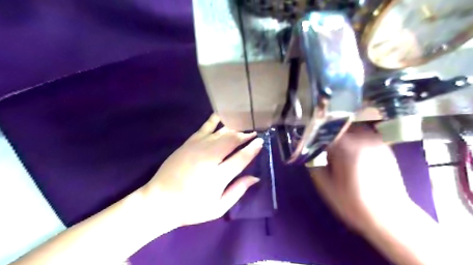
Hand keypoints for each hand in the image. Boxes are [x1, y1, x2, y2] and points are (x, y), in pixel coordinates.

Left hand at [142, 115, 263, 228]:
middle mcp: (210, 157)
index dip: (253, 148)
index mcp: (219, 176)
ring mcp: (198, 147)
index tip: (261, 141)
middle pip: (232, 141)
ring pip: (221, 133)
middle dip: (245, 135)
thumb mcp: (218, 207)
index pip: (241, 158)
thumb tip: (255, 177)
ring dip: (234, 129)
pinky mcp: (189, 143)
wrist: (159, 201)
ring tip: (243, 126)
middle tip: (254, 133)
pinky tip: (221, 115)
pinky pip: (205, 127)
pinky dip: (214, 120)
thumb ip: (237, 191)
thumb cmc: (191, 207)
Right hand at [309, 125, 412, 232]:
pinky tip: (350, 152)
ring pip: (352, 128)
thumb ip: (314, 164)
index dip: (314, 134)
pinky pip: (363, 135)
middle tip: (320, 144)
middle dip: (327, 133)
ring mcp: (376, 141)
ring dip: (341, 134)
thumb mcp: (325, 185)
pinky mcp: (384, 147)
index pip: (324, 131)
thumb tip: (309, 151)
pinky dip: (353, 138)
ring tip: (335, 147)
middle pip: (338, 126)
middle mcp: (364, 139)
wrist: (389, 216)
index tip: (307, 140)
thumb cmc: (353, 203)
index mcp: (348, 148)